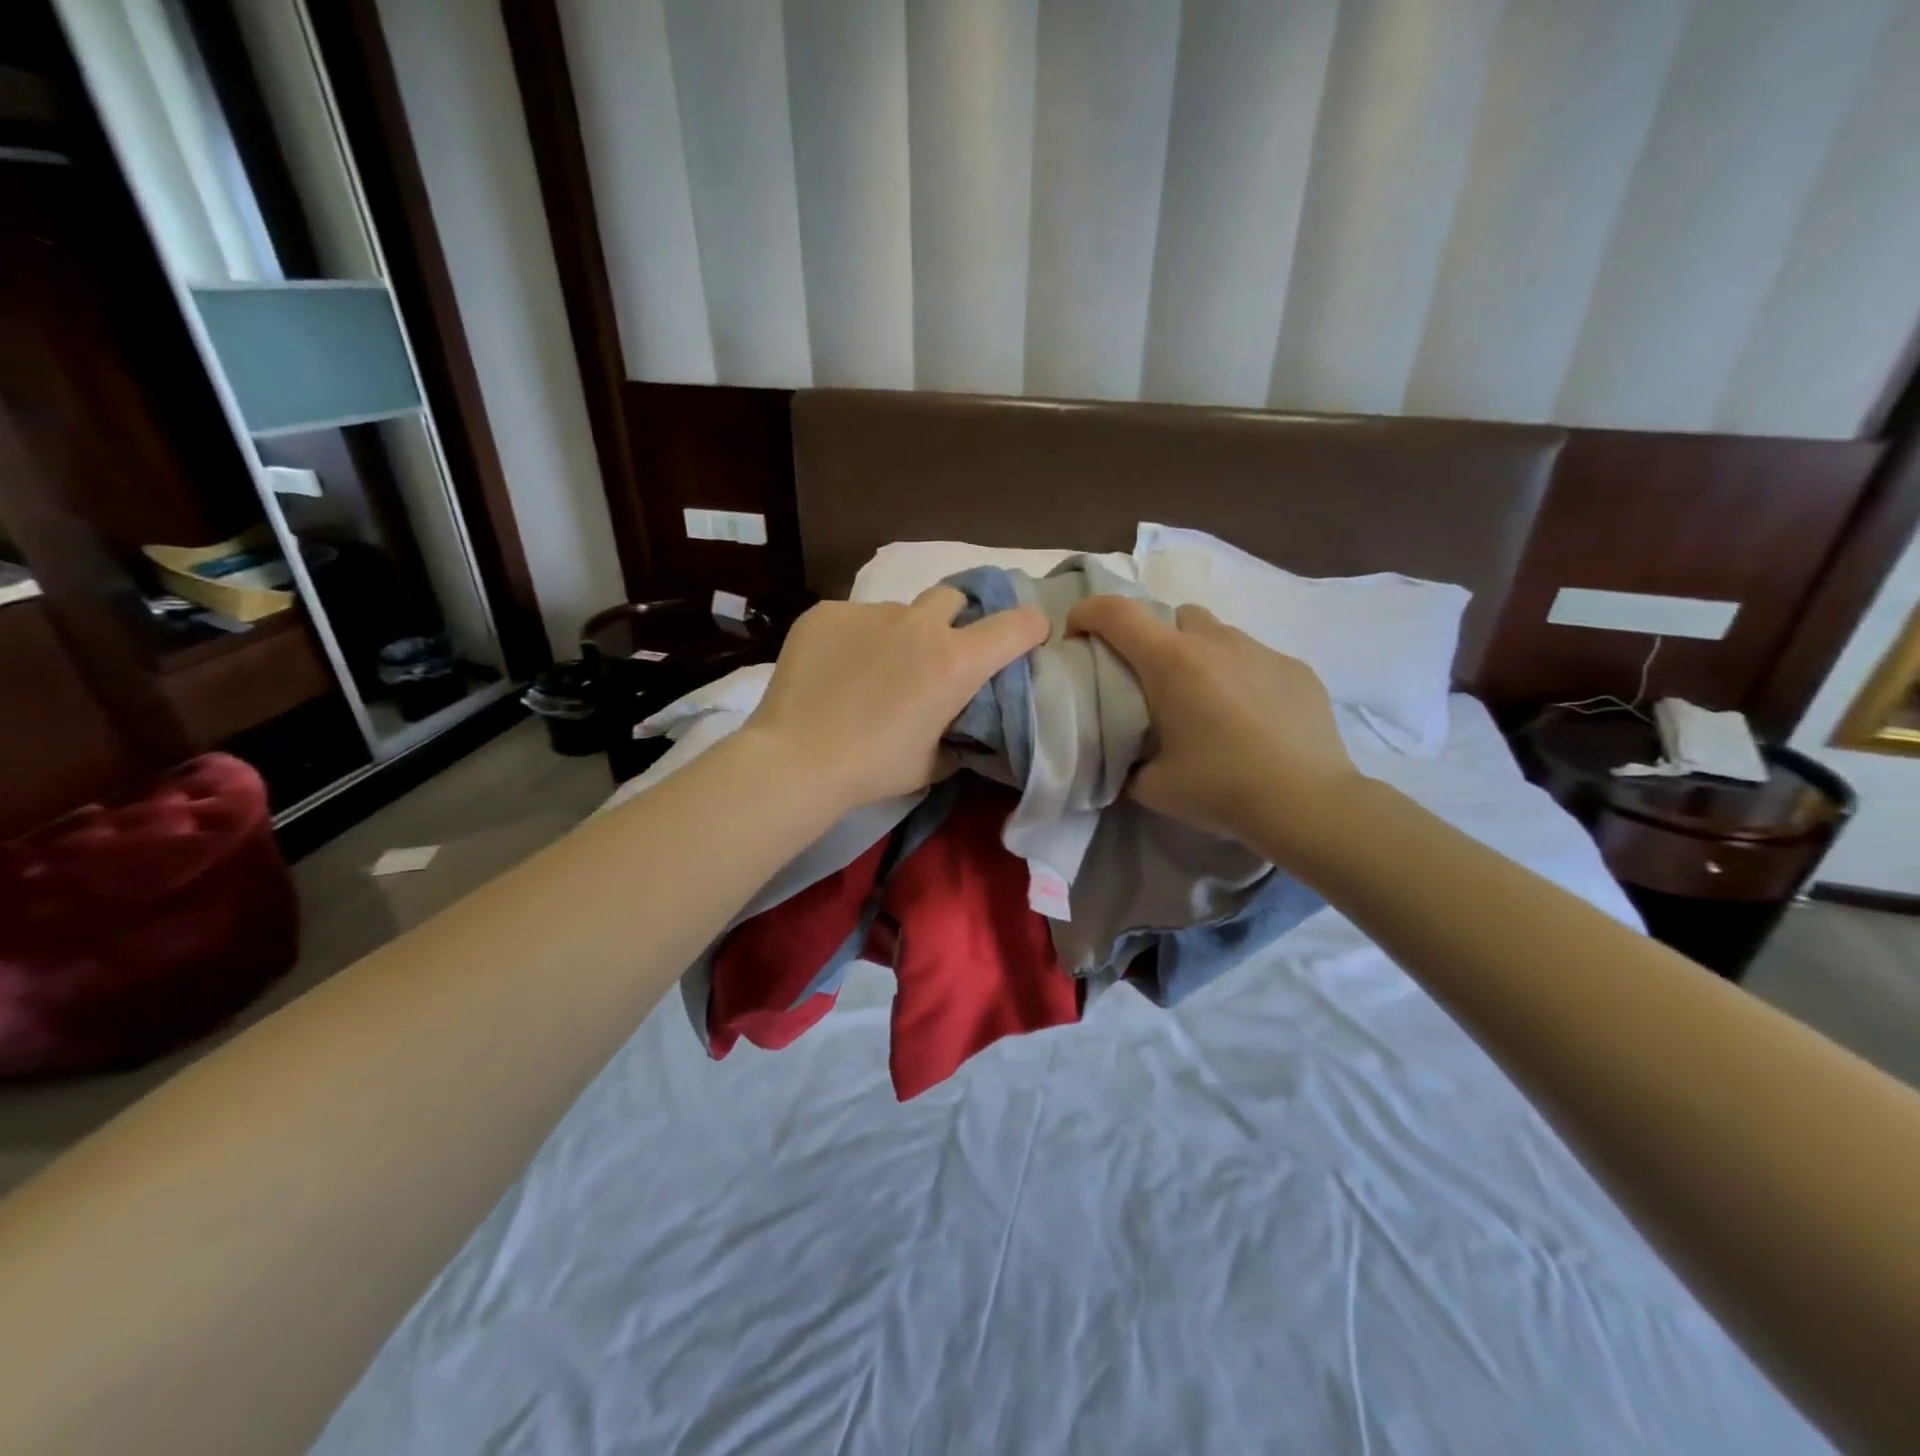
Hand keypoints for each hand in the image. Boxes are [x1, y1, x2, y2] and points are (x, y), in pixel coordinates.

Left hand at [744, 587, 1049, 809]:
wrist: (796, 759)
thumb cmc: (874, 768)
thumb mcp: (933, 762)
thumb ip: (959, 733)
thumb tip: (963, 724)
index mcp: (955, 662)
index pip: (1018, 624)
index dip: (1031, 628)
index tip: (1025, 640)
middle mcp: (919, 625)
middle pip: (954, 598)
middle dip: (955, 620)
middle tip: (936, 656)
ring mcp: (869, 613)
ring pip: (899, 611)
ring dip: (899, 635)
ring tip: (871, 671)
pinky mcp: (827, 613)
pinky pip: (854, 618)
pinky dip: (855, 639)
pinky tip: (835, 670)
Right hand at [1067, 596, 1362, 859]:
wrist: (1307, 802)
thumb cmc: (1221, 788)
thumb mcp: (1153, 786)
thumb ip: (1128, 764)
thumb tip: (1127, 760)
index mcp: (1172, 662)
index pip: (1116, 613)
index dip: (1086, 614)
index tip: (1077, 636)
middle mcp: (1215, 642)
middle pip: (1173, 616)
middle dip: (1155, 638)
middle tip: (1154, 682)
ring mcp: (1261, 651)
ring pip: (1218, 634)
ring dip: (1201, 656)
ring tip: (1207, 701)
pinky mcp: (1297, 669)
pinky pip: (1256, 659)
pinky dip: (1242, 677)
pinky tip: (1252, 718)